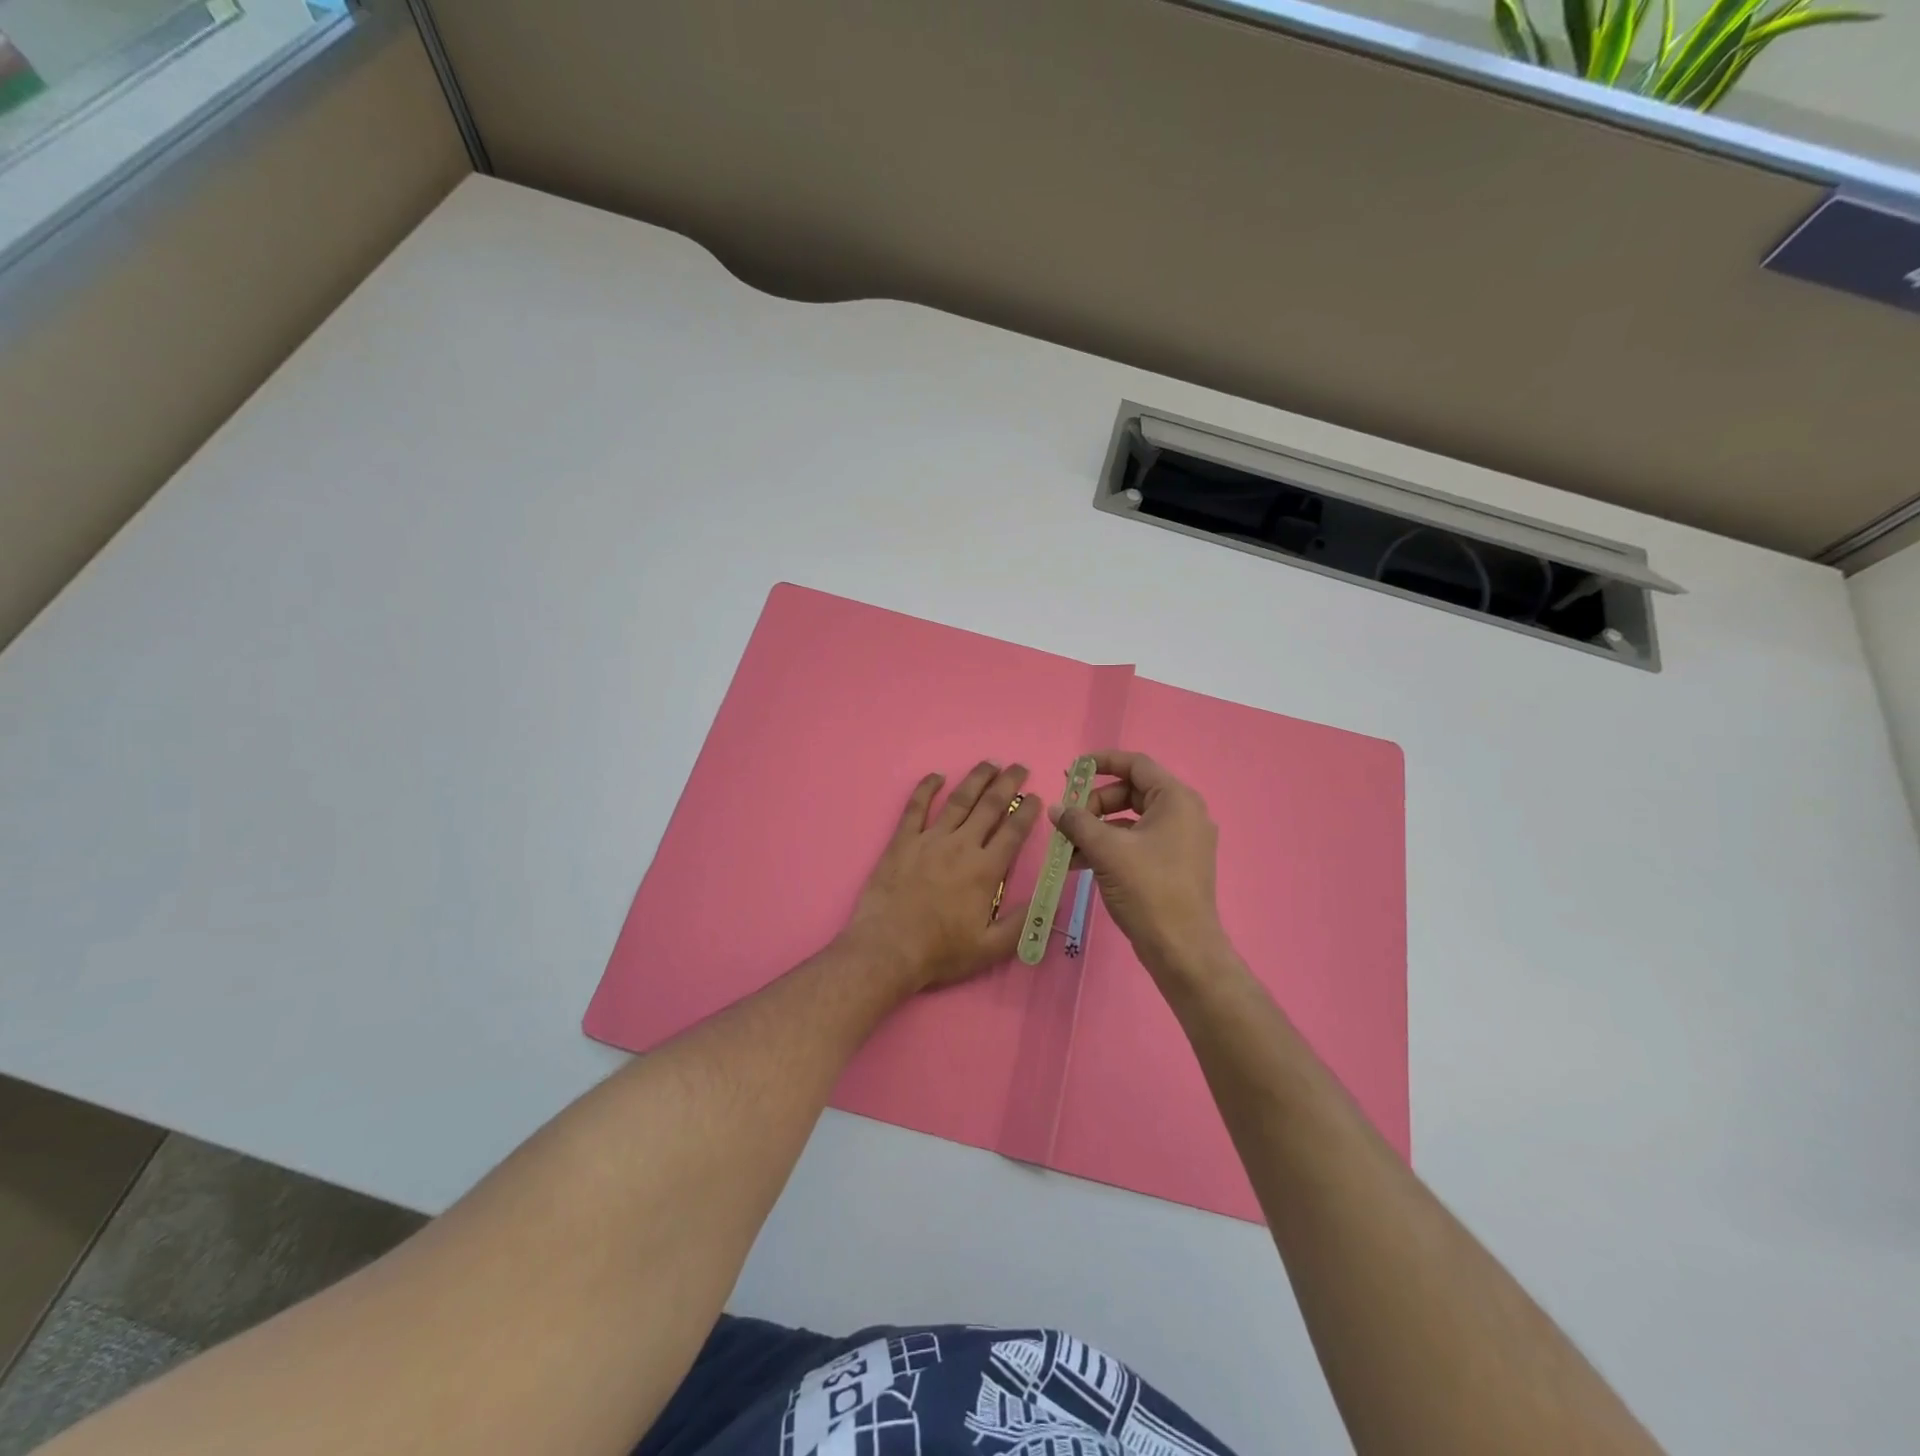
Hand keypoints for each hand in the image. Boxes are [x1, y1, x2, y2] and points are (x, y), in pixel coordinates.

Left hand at [842, 762, 1043, 991]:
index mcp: (985, 870)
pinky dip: (926, 788)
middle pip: (990, 806)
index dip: (1027, 811)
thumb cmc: (941, 951)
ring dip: (976, 778)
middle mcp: (961, 846)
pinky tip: (936, 775)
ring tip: (989, 763)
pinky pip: (916, 807)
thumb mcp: (991, 947)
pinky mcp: (902, 841)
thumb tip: (1049, 898)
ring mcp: (929, 840)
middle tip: (1019, 767)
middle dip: (1008, 784)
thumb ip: (1022, 922)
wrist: (888, 949)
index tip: (1036, 797)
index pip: (1013, 831)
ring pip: (958, 800)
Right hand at [1051, 750, 1230, 981]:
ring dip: (1096, 829)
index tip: (1072, 771)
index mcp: (1176, 799)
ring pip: (1130, 820)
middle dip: (1094, 804)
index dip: (1102, 762)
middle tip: (1067, 819)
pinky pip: (1136, 843)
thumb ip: (1078, 822)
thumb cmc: (1148, 889)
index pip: (1136, 764)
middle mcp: (1183, 813)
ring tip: (1066, 846)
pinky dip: (1110, 847)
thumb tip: (1057, 808)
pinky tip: (1080, 863)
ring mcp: (1180, 841)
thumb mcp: (1107, 851)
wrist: (1182, 949)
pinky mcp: (1173, 864)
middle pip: (1130, 792)